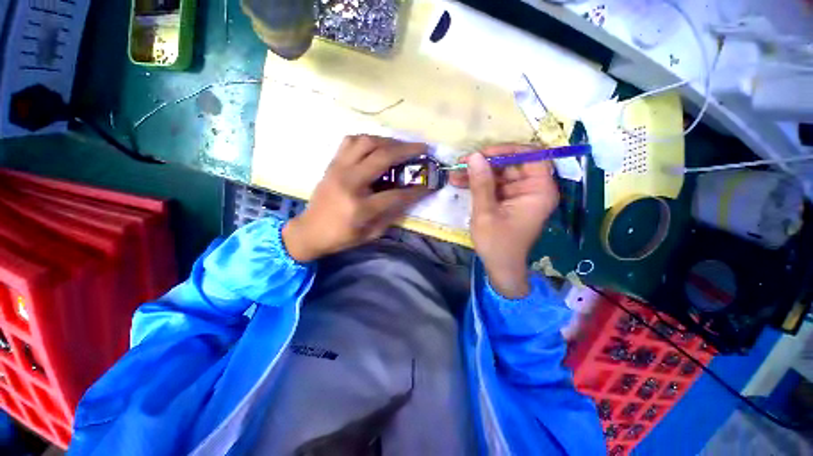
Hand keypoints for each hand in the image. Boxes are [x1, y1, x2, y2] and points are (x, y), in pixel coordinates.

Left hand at [283, 135, 432, 261]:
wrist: (309, 231)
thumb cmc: (341, 237)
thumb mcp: (371, 234)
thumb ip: (391, 215)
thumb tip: (409, 197)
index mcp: (360, 207)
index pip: (396, 194)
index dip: (416, 190)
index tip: (430, 184)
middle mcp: (349, 182)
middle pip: (382, 157)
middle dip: (407, 151)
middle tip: (422, 148)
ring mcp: (338, 169)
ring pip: (366, 142)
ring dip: (388, 141)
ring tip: (400, 147)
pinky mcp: (332, 164)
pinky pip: (350, 141)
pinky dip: (367, 140)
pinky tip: (376, 147)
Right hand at [451, 145, 559, 297]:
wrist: (499, 268)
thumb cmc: (497, 243)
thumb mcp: (485, 213)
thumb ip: (481, 184)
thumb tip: (474, 156)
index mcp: (539, 191)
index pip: (532, 157)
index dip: (508, 150)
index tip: (484, 153)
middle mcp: (533, 189)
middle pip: (512, 165)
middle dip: (485, 163)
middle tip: (461, 162)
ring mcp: (520, 195)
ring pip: (499, 175)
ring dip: (477, 174)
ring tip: (454, 173)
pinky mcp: (508, 201)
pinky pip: (494, 186)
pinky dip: (478, 184)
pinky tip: (459, 182)